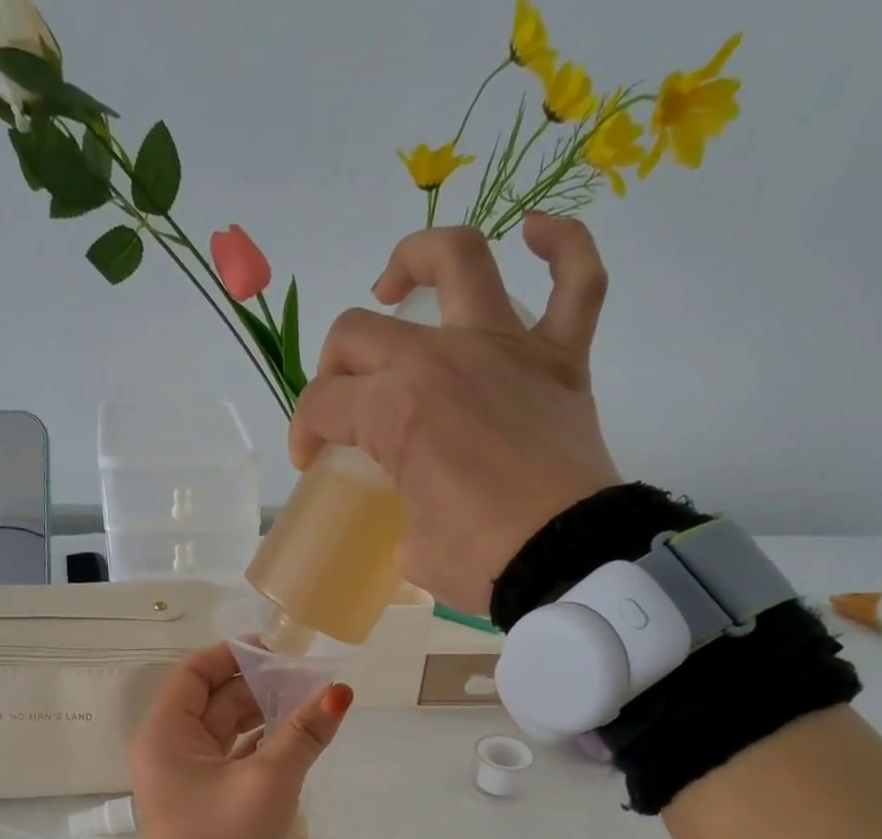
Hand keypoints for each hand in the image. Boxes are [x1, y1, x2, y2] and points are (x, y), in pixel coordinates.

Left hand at [128, 644, 352, 838]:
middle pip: (212, 700)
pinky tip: (291, 738)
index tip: (276, 651)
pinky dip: (257, 744)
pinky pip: (229, 757)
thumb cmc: (226, 837)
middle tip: (304, 677)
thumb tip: (338, 693)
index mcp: (166, 735)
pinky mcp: (202, 799)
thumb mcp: (270, 781)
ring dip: (261, 715)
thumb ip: (303, 733)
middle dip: (257, 686)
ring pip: (223, 730)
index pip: (194, 673)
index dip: (233, 656)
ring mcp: (184, 776)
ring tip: (306, 703)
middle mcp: (168, 749)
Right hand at [289, 214, 623, 616]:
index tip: (312, 461)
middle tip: (342, 402)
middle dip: (333, 368)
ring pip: (458, 261)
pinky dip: (560, 246)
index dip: (305, 432)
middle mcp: (442, 360)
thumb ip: (401, 513)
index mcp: (395, 411)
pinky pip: (575, 280)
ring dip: (416, 260)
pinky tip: (534, 233)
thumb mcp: (413, 548)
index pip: (324, 404)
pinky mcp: (561, 358)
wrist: (567, 561)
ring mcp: (505, 349)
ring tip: (396, 284)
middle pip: (360, 333)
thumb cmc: (482, 560)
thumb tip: (413, 514)